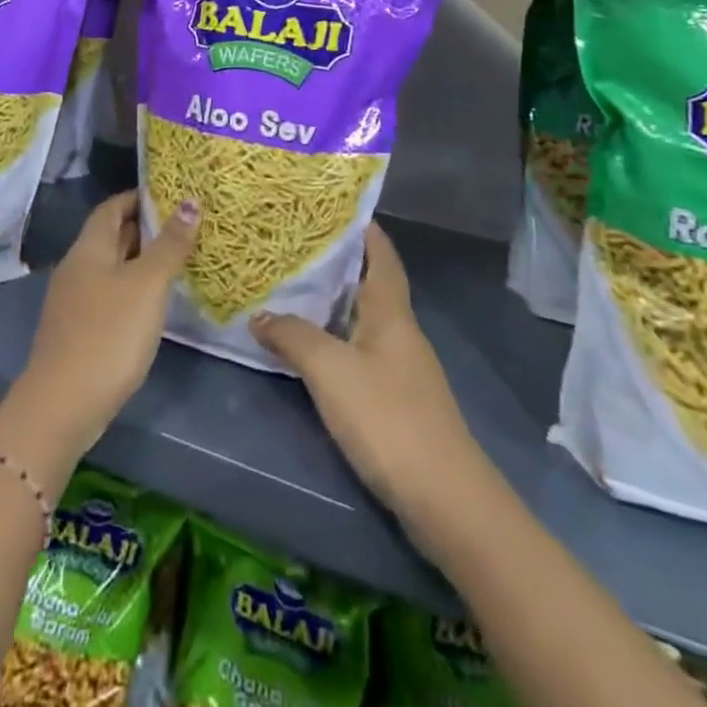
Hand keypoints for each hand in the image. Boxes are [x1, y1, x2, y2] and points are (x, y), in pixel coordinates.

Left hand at [19, 190, 199, 455]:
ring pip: (111, 268)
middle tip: (185, 225)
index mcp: (89, 248)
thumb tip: (189, 202)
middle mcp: (77, 267)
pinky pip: (109, 295)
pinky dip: (133, 289)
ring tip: (178, 260)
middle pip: (111, 236)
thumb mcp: (147, 285)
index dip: (138, 197)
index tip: (171, 195)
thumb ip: (169, 245)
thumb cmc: (109, 334)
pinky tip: (154, 303)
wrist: (63, 404)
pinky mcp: (79, 330)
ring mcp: (74, 301)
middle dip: (144, 228)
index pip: (112, 208)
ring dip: (141, 260)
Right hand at [251, 226, 478, 528]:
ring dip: (334, 302)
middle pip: (371, 284)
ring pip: (364, 319)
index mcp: (391, 312)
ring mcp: (402, 368)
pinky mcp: (398, 400)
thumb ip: (293, 337)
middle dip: (338, 262)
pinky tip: (311, 348)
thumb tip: (260, 315)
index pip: (381, 254)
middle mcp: (400, 331)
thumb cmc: (388, 418)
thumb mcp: (330, 370)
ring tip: (293, 288)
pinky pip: (361, 351)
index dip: (363, 228)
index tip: (333, 205)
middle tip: (295, 244)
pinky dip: (336, 339)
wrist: (446, 500)